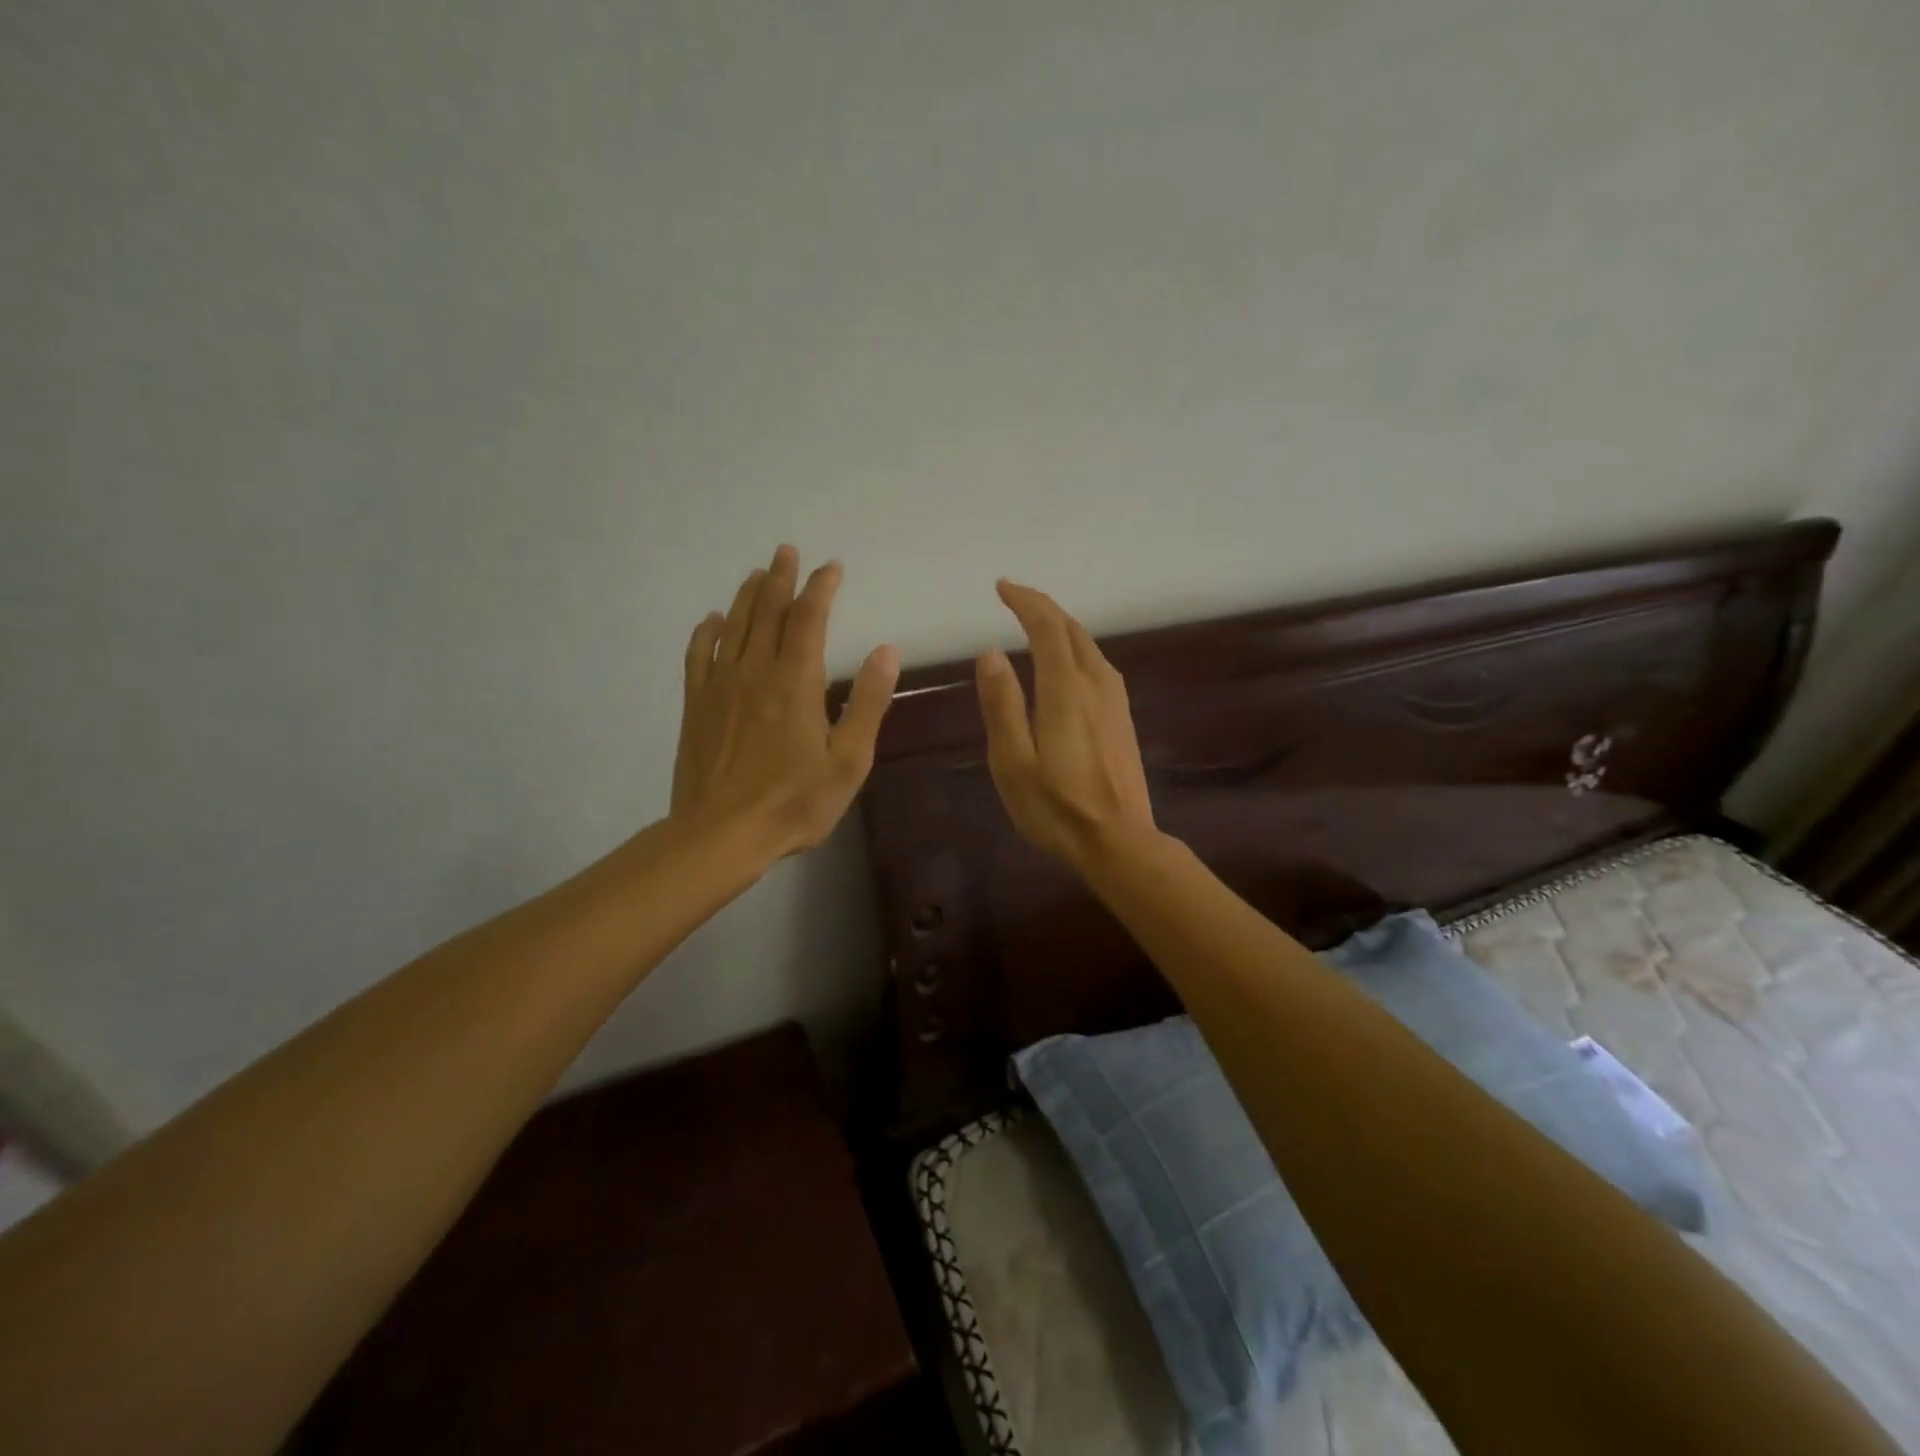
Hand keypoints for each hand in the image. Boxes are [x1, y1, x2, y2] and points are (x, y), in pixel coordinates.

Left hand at [672, 546, 899, 860]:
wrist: (721, 835)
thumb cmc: (794, 802)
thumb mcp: (848, 760)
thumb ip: (867, 703)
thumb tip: (886, 651)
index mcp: (795, 682)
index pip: (809, 620)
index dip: (821, 589)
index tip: (831, 567)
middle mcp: (755, 672)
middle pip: (768, 613)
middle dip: (781, 579)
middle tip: (787, 551)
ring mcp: (720, 687)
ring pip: (734, 627)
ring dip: (748, 596)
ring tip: (758, 573)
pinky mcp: (696, 707)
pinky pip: (699, 657)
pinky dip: (707, 633)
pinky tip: (712, 621)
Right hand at [976, 580, 1156, 867]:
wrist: (1119, 841)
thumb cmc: (1056, 807)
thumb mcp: (1013, 761)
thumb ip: (1002, 704)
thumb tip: (991, 653)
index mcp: (1066, 688)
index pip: (1047, 627)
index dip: (1025, 601)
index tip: (1002, 587)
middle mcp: (1096, 683)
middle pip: (1072, 630)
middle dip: (1044, 608)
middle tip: (1015, 599)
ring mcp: (1115, 700)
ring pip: (1089, 646)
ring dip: (1061, 627)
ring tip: (1035, 625)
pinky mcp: (1123, 718)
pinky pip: (1098, 665)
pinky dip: (1075, 649)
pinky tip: (1066, 665)